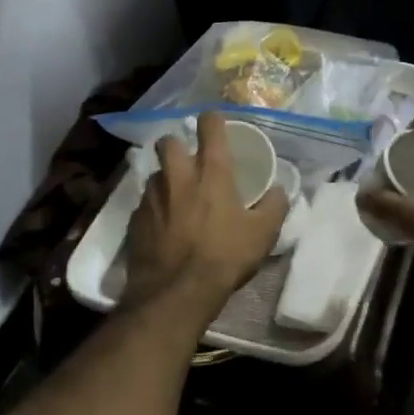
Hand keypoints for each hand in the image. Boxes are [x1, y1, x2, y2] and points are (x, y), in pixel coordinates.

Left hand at [121, 111, 287, 322]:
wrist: (175, 294)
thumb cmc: (223, 257)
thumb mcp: (263, 234)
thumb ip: (274, 206)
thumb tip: (279, 191)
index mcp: (211, 172)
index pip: (209, 125)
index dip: (213, 119)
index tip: (216, 124)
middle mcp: (177, 176)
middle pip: (167, 140)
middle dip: (176, 145)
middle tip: (189, 161)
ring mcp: (152, 197)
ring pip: (155, 174)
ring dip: (166, 179)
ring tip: (177, 198)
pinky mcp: (134, 220)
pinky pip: (145, 204)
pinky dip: (155, 209)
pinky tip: (164, 228)